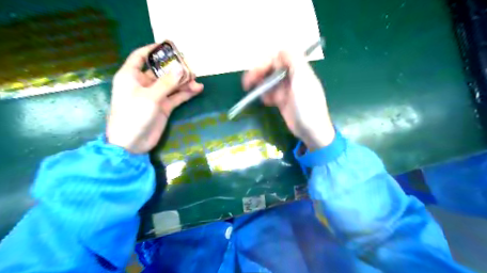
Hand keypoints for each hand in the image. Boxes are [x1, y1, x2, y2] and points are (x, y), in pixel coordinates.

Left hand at [107, 44, 203, 152]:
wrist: (131, 143)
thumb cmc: (133, 115)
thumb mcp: (150, 96)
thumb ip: (167, 83)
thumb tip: (181, 68)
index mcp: (131, 76)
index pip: (140, 57)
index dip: (152, 49)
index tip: (168, 45)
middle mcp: (143, 84)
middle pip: (161, 71)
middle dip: (175, 69)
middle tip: (191, 67)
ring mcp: (155, 96)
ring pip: (171, 84)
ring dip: (183, 82)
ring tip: (197, 80)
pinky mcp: (163, 107)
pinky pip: (176, 97)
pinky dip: (186, 93)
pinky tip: (197, 89)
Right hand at [244, 50, 334, 150]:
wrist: (311, 131)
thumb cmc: (308, 105)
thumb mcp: (303, 80)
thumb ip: (294, 61)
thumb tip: (282, 48)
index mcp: (298, 69)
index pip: (279, 57)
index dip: (267, 61)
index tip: (258, 71)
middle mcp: (291, 77)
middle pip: (271, 68)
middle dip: (259, 73)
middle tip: (247, 83)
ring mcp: (286, 89)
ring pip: (269, 81)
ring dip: (260, 85)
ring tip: (252, 92)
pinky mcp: (282, 100)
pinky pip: (270, 93)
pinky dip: (265, 96)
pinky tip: (266, 102)